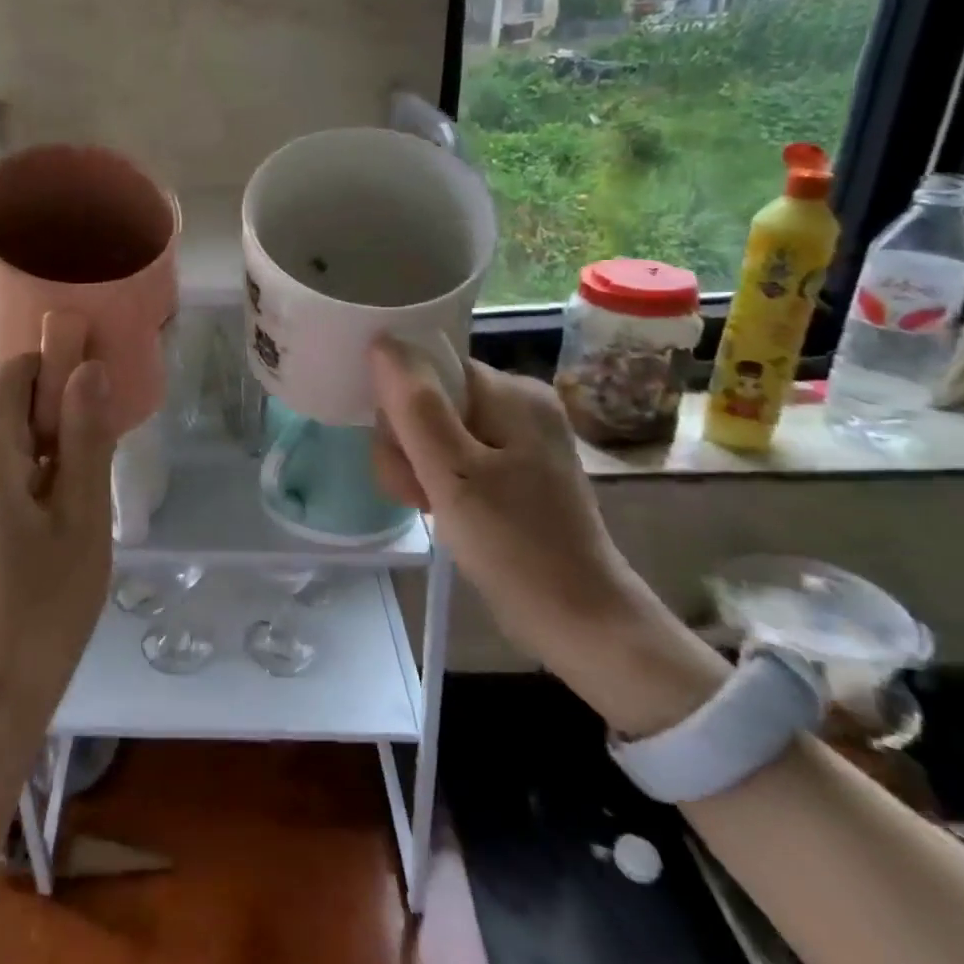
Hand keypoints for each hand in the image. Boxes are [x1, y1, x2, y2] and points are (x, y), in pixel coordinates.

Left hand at [0, 350, 116, 755]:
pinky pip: (6, 467)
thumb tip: (89, 369)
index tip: (97, 389)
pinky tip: (71, 503)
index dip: (52, 364)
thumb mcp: (81, 517)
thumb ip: (86, 438)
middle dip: (57, 404)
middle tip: (106, 439)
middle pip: (7, 401)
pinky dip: (41, 466)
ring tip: (94, 476)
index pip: (9, 372)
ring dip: (54, 438)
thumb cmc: (46, 604)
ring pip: (10, 435)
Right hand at [368, 336, 633, 665]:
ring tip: (426, 505)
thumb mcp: (453, 474)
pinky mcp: (515, 469)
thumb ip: (415, 406)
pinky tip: (439, 508)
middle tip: (417, 491)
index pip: (429, 368)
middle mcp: (519, 403)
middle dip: (407, 443)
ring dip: (416, 465)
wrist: (580, 621)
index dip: (400, 405)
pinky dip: (437, 478)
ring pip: (436, 429)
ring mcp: (519, 438)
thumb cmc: (515, 546)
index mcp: (512, 392)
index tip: (402, 454)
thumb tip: (383, 341)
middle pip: (430, 398)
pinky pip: (456, 454)